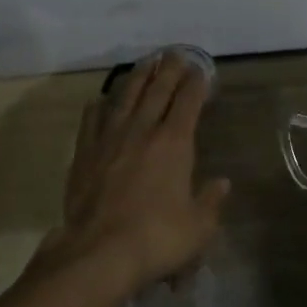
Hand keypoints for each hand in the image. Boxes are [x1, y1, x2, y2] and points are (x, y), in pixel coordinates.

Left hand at [34, 52, 230, 297]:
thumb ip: (210, 201)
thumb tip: (222, 183)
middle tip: (175, 53)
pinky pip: (92, 119)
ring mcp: (110, 137)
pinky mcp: (85, 151)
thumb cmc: (156, 239)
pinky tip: (102, 99)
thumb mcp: (198, 227)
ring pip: (125, 96)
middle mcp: (142, 130)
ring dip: (138, 76)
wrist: (99, 252)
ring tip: (146, 62)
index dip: (196, 83)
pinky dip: (100, 105)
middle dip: (169, 69)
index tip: (201, 70)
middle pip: (157, 90)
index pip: (188, 101)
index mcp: (174, 143)